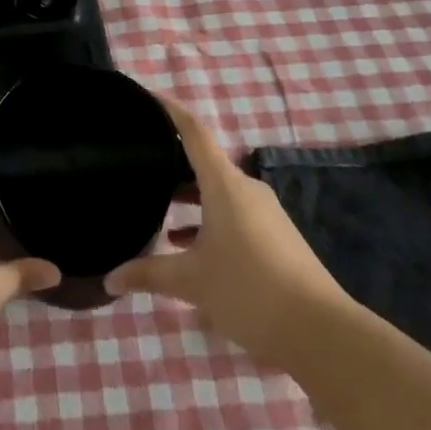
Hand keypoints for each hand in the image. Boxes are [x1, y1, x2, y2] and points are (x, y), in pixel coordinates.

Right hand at [105, 93, 350, 366]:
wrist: (322, 333)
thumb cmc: (249, 291)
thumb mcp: (191, 283)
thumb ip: (147, 275)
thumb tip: (109, 279)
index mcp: (225, 185)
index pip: (194, 132)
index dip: (170, 110)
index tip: (147, 96)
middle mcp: (246, 190)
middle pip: (204, 162)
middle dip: (172, 161)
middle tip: (139, 162)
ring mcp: (264, 214)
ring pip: (218, 191)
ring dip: (189, 196)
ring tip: (156, 207)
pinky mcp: (275, 237)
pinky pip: (233, 213)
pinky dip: (207, 220)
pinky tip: (187, 247)